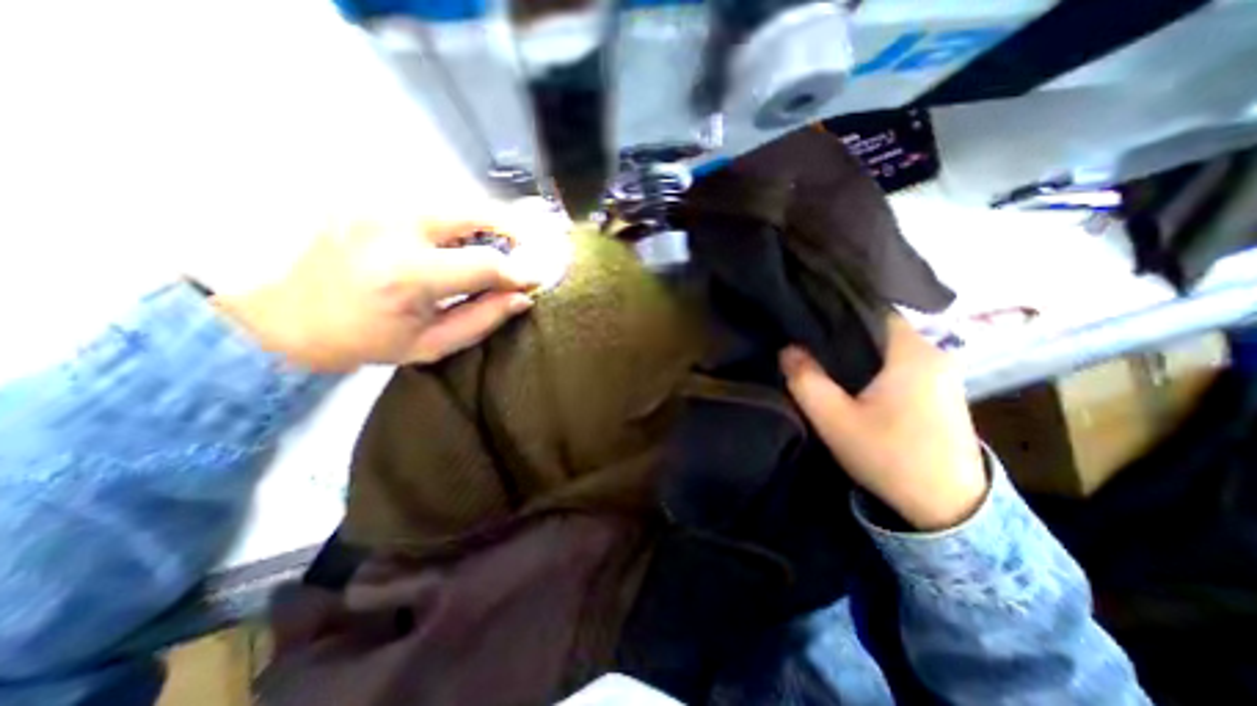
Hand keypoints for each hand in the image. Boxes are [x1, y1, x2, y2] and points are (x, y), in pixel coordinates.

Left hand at [214, 216, 539, 372]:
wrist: (291, 320)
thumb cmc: (368, 341)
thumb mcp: (432, 345)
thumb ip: (483, 319)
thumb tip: (521, 297)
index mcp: (407, 275)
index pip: (484, 264)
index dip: (518, 271)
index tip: (535, 279)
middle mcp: (393, 228)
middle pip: (473, 212)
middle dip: (509, 230)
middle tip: (524, 250)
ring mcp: (376, 206)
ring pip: (455, 202)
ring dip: (484, 224)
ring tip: (494, 248)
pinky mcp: (368, 199)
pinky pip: (432, 204)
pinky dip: (457, 221)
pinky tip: (457, 242)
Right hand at [779, 314, 991, 529]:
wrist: (948, 508)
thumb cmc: (889, 457)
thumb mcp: (834, 420)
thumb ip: (805, 380)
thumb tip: (786, 349)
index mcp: (911, 350)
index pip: (868, 308)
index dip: (834, 310)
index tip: (805, 317)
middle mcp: (933, 350)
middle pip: (877, 325)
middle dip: (841, 331)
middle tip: (806, 339)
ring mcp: (941, 369)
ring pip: (886, 344)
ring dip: (856, 349)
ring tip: (823, 356)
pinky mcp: (939, 387)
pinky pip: (898, 360)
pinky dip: (873, 363)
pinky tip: (852, 377)